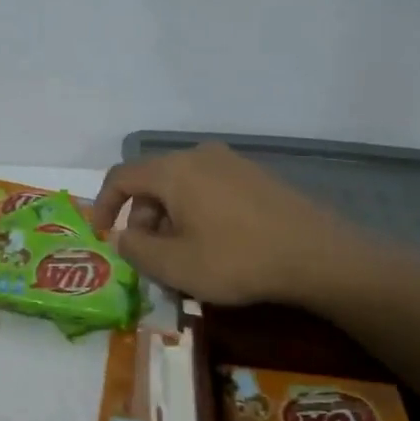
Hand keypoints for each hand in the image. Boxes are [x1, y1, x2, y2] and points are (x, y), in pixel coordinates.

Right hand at [91, 143, 386, 306]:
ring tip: (182, 258)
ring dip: (169, 220)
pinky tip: (213, 246)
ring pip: (181, 188)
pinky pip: (208, 190)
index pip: (121, 177)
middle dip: (141, 220)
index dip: (103, 206)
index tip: (101, 236)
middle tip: (148, 259)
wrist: (318, 256)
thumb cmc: (237, 260)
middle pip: (152, 183)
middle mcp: (199, 155)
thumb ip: (135, 249)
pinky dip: (196, 214)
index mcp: (174, 170)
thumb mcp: (175, 265)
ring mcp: (231, 163)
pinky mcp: (255, 177)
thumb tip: (121, 236)